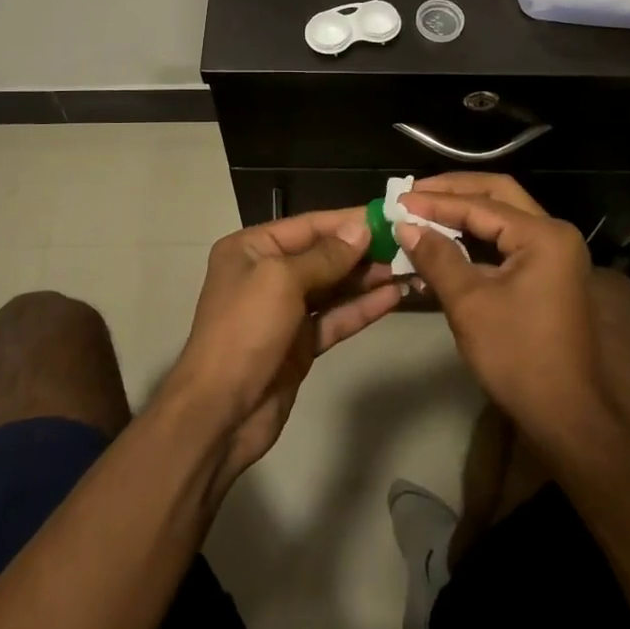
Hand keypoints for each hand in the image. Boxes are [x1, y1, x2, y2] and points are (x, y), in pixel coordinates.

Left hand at [168, 209, 402, 485]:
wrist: (220, 412)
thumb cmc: (244, 331)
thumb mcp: (281, 281)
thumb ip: (325, 256)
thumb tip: (360, 229)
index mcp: (251, 249)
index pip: (308, 225)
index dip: (348, 221)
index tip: (388, 215)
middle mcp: (267, 273)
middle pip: (323, 255)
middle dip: (363, 250)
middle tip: (408, 244)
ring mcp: (284, 311)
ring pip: (334, 287)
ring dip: (368, 278)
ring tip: (409, 268)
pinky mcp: (300, 343)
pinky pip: (335, 318)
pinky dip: (362, 308)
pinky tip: (394, 297)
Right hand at [396, 176, 609, 443]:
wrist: (567, 415)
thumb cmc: (518, 356)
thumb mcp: (470, 303)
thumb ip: (437, 257)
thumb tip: (405, 226)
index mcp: (543, 235)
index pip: (481, 205)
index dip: (436, 202)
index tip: (398, 201)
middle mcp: (555, 233)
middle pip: (498, 194)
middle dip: (454, 191)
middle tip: (413, 193)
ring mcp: (555, 253)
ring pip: (504, 215)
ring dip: (465, 210)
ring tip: (424, 209)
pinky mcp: (549, 273)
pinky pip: (508, 240)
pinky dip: (476, 236)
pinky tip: (446, 240)